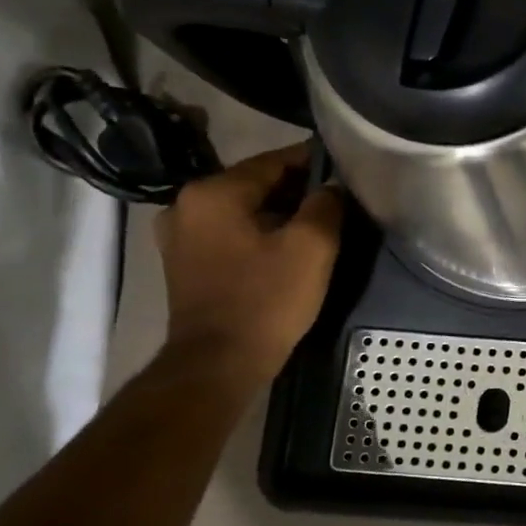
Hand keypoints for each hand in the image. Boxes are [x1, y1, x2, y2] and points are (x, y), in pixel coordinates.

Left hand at [155, 143, 343, 380]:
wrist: (218, 365)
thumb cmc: (266, 300)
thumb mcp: (312, 246)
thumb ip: (326, 204)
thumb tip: (331, 187)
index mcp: (214, 192)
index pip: (274, 160)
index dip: (314, 161)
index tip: (346, 166)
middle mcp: (186, 204)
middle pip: (256, 183)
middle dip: (297, 189)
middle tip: (337, 200)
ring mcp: (180, 235)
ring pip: (244, 208)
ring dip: (279, 212)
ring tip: (317, 222)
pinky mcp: (185, 261)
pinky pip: (231, 231)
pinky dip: (259, 231)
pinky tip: (286, 246)